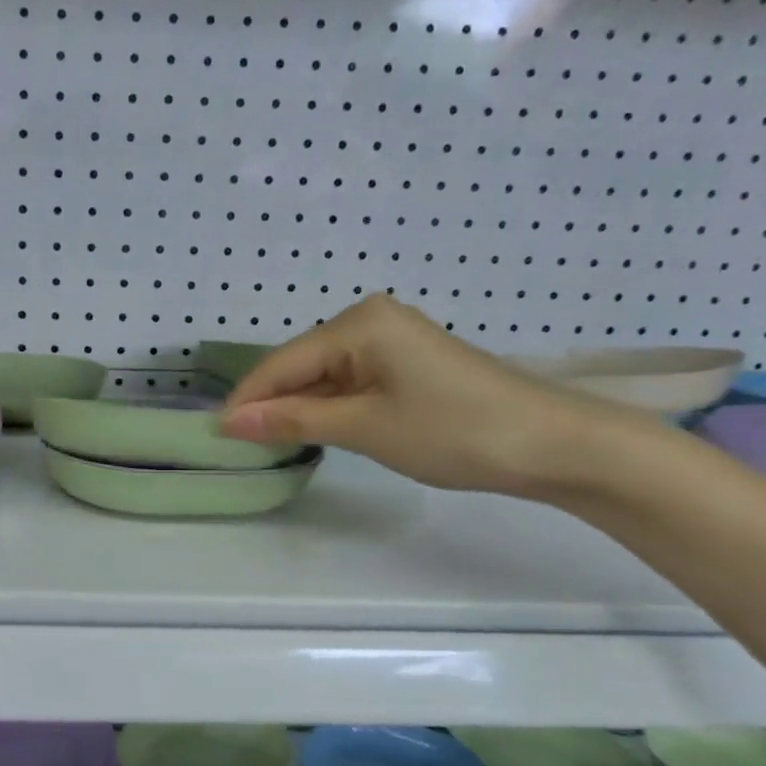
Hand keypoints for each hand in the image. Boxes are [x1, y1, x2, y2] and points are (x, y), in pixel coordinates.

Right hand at [218, 294, 623, 494]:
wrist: (551, 444)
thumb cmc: (452, 430)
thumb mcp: (364, 427)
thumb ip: (293, 421)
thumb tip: (229, 422)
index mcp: (359, 322)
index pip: (283, 362)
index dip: (248, 400)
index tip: (214, 434)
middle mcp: (370, 319)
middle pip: (301, 365)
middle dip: (271, 404)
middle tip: (239, 446)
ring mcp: (391, 340)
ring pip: (323, 376)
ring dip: (299, 408)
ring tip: (268, 444)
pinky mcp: (406, 363)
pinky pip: (350, 381)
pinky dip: (329, 407)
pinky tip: (315, 430)